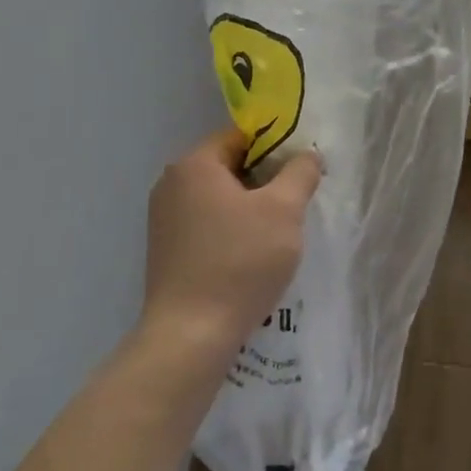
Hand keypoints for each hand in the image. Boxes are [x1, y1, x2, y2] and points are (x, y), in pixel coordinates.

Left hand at [143, 130, 320, 363]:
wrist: (191, 334)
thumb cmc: (240, 261)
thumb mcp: (284, 210)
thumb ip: (300, 173)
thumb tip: (307, 155)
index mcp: (194, 164)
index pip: (240, 136)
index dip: (275, 147)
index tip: (301, 170)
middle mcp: (171, 184)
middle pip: (228, 166)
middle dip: (265, 180)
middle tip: (296, 202)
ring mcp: (163, 219)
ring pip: (219, 198)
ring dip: (249, 207)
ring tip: (278, 232)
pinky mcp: (166, 250)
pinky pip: (206, 224)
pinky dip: (231, 230)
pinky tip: (251, 255)